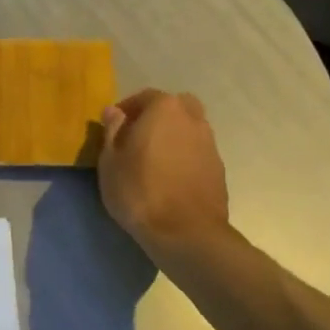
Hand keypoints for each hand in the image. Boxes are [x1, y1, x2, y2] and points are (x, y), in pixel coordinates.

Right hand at [98, 89, 230, 253]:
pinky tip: (171, 178)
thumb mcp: (110, 161)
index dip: (127, 109)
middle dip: (157, 116)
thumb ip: (112, 130)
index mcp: (165, 109)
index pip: (145, 96)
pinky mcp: (219, 169)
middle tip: (138, 138)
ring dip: (173, 136)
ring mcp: (210, 144)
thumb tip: (113, 111)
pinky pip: (197, 152)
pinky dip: (185, 156)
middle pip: (175, 107)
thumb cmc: (139, 191)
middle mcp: (193, 119)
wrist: (185, 232)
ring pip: (189, 129)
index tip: (114, 127)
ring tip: (154, 160)